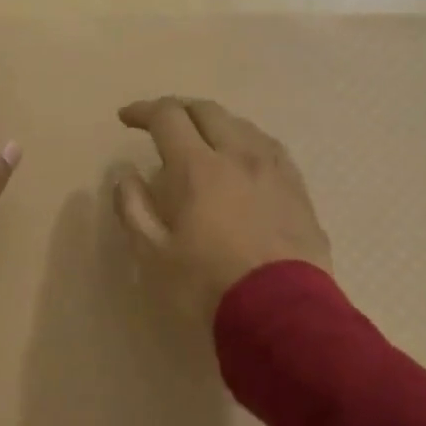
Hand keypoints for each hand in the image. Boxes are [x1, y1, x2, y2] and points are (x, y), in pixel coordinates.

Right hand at [113, 96, 331, 322]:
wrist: (282, 315)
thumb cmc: (207, 285)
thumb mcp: (153, 254)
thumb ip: (134, 208)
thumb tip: (126, 175)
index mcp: (197, 167)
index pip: (167, 117)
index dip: (143, 111)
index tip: (126, 118)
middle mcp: (237, 155)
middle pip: (207, 111)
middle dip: (178, 109)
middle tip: (161, 123)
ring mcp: (273, 170)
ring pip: (242, 125)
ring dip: (214, 123)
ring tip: (202, 139)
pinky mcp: (298, 189)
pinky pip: (269, 147)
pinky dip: (246, 142)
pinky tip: (244, 158)